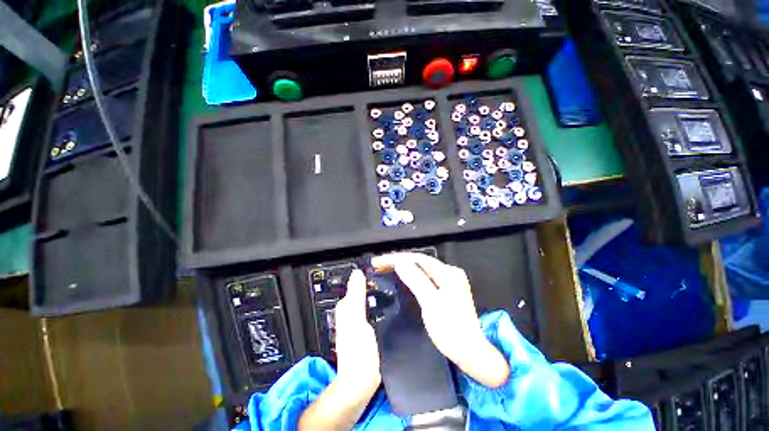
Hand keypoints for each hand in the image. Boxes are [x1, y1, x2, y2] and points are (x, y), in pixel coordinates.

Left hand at [334, 269, 380, 396]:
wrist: (361, 381)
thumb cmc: (358, 351)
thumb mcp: (357, 320)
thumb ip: (356, 297)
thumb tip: (357, 273)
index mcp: (346, 307)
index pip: (354, 283)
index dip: (365, 272)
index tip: (378, 264)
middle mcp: (349, 312)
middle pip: (360, 289)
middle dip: (371, 280)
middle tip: (387, 272)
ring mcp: (357, 321)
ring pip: (366, 298)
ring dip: (374, 290)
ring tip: (388, 283)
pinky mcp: (365, 329)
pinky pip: (370, 308)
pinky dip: (376, 302)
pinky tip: (386, 301)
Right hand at [371, 253, 509, 387]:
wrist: (470, 352)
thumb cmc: (450, 330)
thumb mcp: (430, 303)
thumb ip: (416, 280)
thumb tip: (400, 263)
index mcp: (448, 273)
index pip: (418, 259)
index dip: (397, 258)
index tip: (379, 261)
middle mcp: (450, 272)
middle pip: (420, 261)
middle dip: (399, 260)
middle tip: (380, 263)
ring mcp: (450, 280)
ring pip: (422, 268)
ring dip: (405, 266)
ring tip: (387, 266)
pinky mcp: (447, 289)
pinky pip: (425, 276)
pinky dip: (412, 275)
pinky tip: (403, 275)